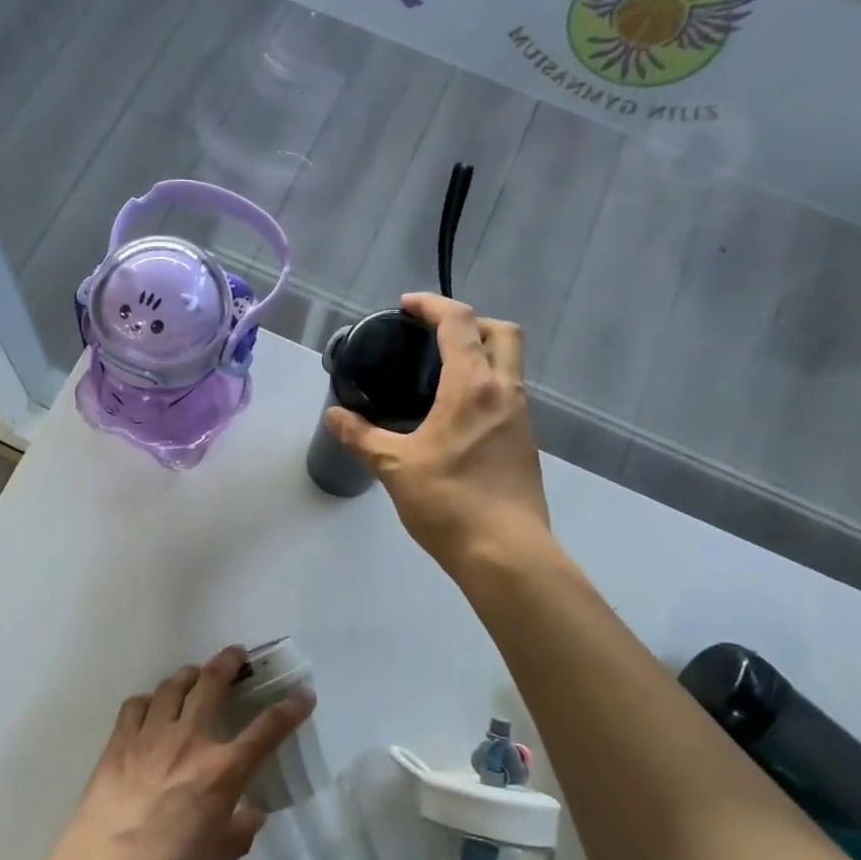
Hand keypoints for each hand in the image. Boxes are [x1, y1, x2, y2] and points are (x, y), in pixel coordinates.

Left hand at [37, 646, 313, 859]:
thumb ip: (239, 831)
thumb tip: (252, 813)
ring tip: (195, 675)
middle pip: (213, 683)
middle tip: (237, 654)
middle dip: (229, 662)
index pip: (266, 730)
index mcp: (221, 772)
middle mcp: (189, 742)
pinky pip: (136, 705)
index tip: (303, 694)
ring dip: (189, 674)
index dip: (290, 709)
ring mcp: (149, 737)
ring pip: (172, 686)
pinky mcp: (117, 743)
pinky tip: (151, 709)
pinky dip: (149, 700)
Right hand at [325, 293, 551, 573]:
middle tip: (435, 336)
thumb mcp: (395, 467)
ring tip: (440, 375)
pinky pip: (507, 397)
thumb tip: (334, 415)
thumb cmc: (449, 502)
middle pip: (503, 333)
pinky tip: (456, 417)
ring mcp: (521, 419)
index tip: (407, 306)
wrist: (506, 554)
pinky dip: (486, 387)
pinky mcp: (526, 445)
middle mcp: (505, 393)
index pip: (459, 323)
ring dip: (481, 355)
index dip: (432, 305)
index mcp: (474, 387)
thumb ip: (362, 437)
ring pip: (510, 366)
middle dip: (471, 321)